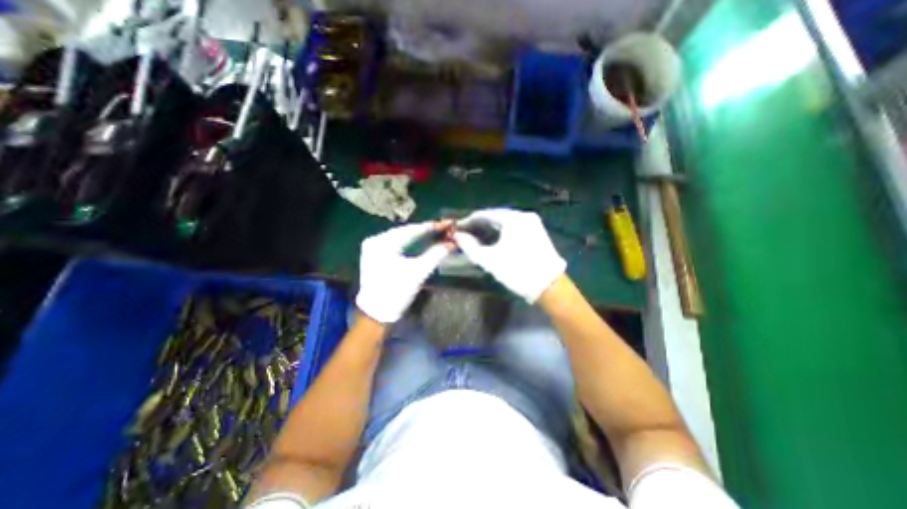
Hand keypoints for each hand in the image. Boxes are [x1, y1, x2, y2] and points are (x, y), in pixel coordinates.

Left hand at [354, 220, 452, 322]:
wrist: (377, 313)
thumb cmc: (396, 293)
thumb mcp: (418, 273)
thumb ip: (436, 255)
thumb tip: (452, 243)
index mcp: (383, 243)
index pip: (411, 230)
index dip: (431, 227)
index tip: (447, 223)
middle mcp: (375, 240)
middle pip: (405, 231)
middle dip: (425, 231)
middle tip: (444, 228)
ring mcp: (373, 248)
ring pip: (401, 237)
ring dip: (418, 236)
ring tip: (436, 233)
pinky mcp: (375, 255)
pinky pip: (396, 244)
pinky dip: (410, 243)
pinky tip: (421, 242)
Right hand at [454, 208, 564, 302]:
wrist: (549, 286)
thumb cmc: (517, 271)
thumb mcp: (489, 260)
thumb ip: (469, 246)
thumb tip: (458, 236)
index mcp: (512, 218)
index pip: (484, 214)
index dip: (468, 221)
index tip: (457, 229)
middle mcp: (523, 215)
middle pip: (495, 216)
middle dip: (479, 225)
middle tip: (465, 234)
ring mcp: (532, 223)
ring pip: (505, 222)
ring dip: (490, 229)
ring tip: (476, 238)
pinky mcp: (537, 232)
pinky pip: (514, 227)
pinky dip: (501, 232)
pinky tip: (493, 240)